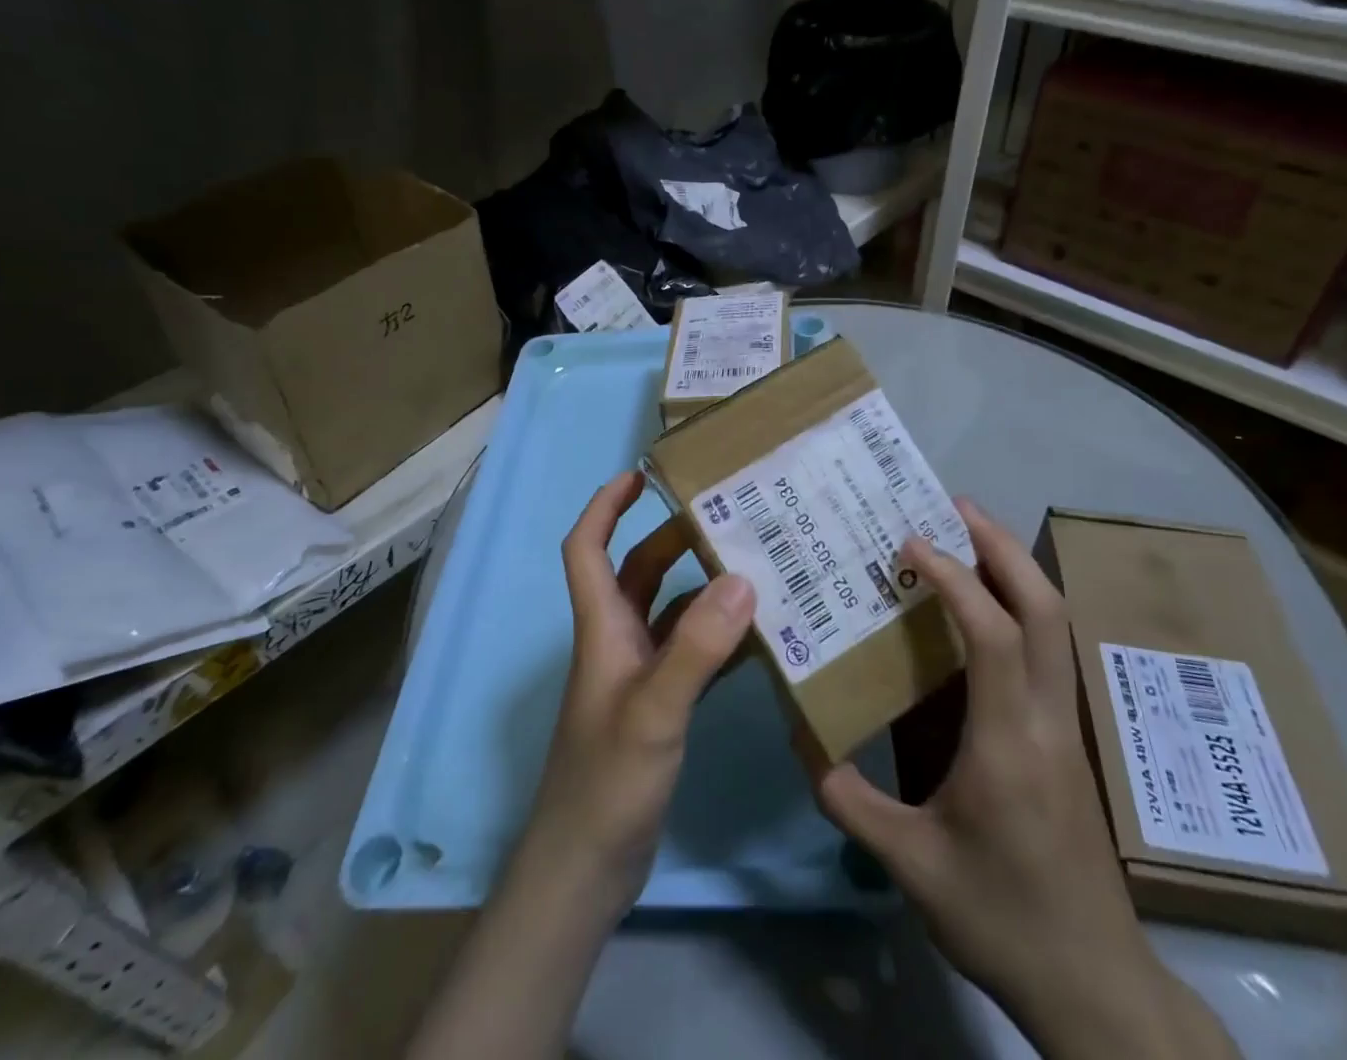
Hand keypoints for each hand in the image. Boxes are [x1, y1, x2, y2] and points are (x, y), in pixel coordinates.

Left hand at [518, 470, 754, 919]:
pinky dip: (719, 639)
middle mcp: (617, 641)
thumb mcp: (654, 710)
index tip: (641, 475)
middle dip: (672, 539)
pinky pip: (691, 655)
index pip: (587, 548)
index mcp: (601, 628)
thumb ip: (697, 647)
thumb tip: (741, 578)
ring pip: (669, 612)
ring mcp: (638, 676)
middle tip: (726, 517)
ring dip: (703, 588)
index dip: (605, 506)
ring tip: (756, 566)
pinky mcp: (658, 707)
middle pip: (638, 572)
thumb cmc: (607, 782)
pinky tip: (761, 637)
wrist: (586, 870)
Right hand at [804, 500, 1236, 1059]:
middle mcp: (1049, 720)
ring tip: (966, 535)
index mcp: (1010, 743)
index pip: (995, 636)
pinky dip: (1019, 608)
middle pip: (1047, 610)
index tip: (910, 542)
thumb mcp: (910, 863)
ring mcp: (1067, 727)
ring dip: (1016, 570)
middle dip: (1003, 548)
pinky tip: (981, 607)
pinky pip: (1049, 652)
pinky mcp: (1068, 739)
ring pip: (1058, 626)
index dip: (955, 579)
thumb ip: (847, 797)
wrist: (1095, 985)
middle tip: (954, 506)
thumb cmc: (1000, 918)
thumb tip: (801, 735)